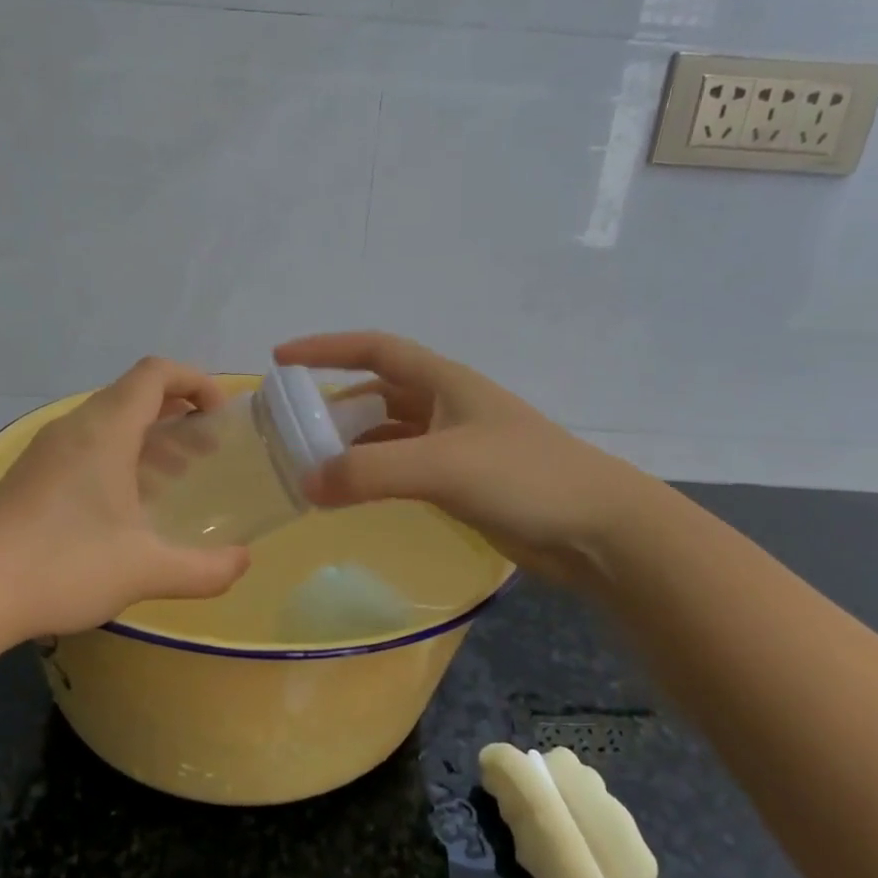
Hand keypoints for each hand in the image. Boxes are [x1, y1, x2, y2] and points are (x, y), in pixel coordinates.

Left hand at [0, 357, 250, 636]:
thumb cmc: (64, 567)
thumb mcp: (146, 571)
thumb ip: (205, 569)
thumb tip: (243, 563)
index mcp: (105, 431)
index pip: (156, 373)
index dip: (196, 381)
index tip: (221, 415)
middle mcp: (75, 428)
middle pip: (134, 394)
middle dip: (179, 413)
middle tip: (208, 450)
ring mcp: (47, 450)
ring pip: (109, 421)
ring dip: (150, 437)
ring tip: (178, 476)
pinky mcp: (31, 475)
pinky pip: (87, 446)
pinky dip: (120, 457)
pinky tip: (129, 505)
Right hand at [275, 331, 650, 583]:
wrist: (596, 528)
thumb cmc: (523, 477)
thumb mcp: (442, 466)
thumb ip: (371, 473)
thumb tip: (307, 483)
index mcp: (444, 381)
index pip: (374, 350)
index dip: (326, 348)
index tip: (281, 359)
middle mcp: (446, 405)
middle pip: (377, 392)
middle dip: (333, 403)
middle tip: (291, 427)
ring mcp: (455, 444)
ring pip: (389, 433)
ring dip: (353, 444)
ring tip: (312, 464)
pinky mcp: (462, 481)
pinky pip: (404, 467)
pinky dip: (375, 475)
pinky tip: (354, 493)